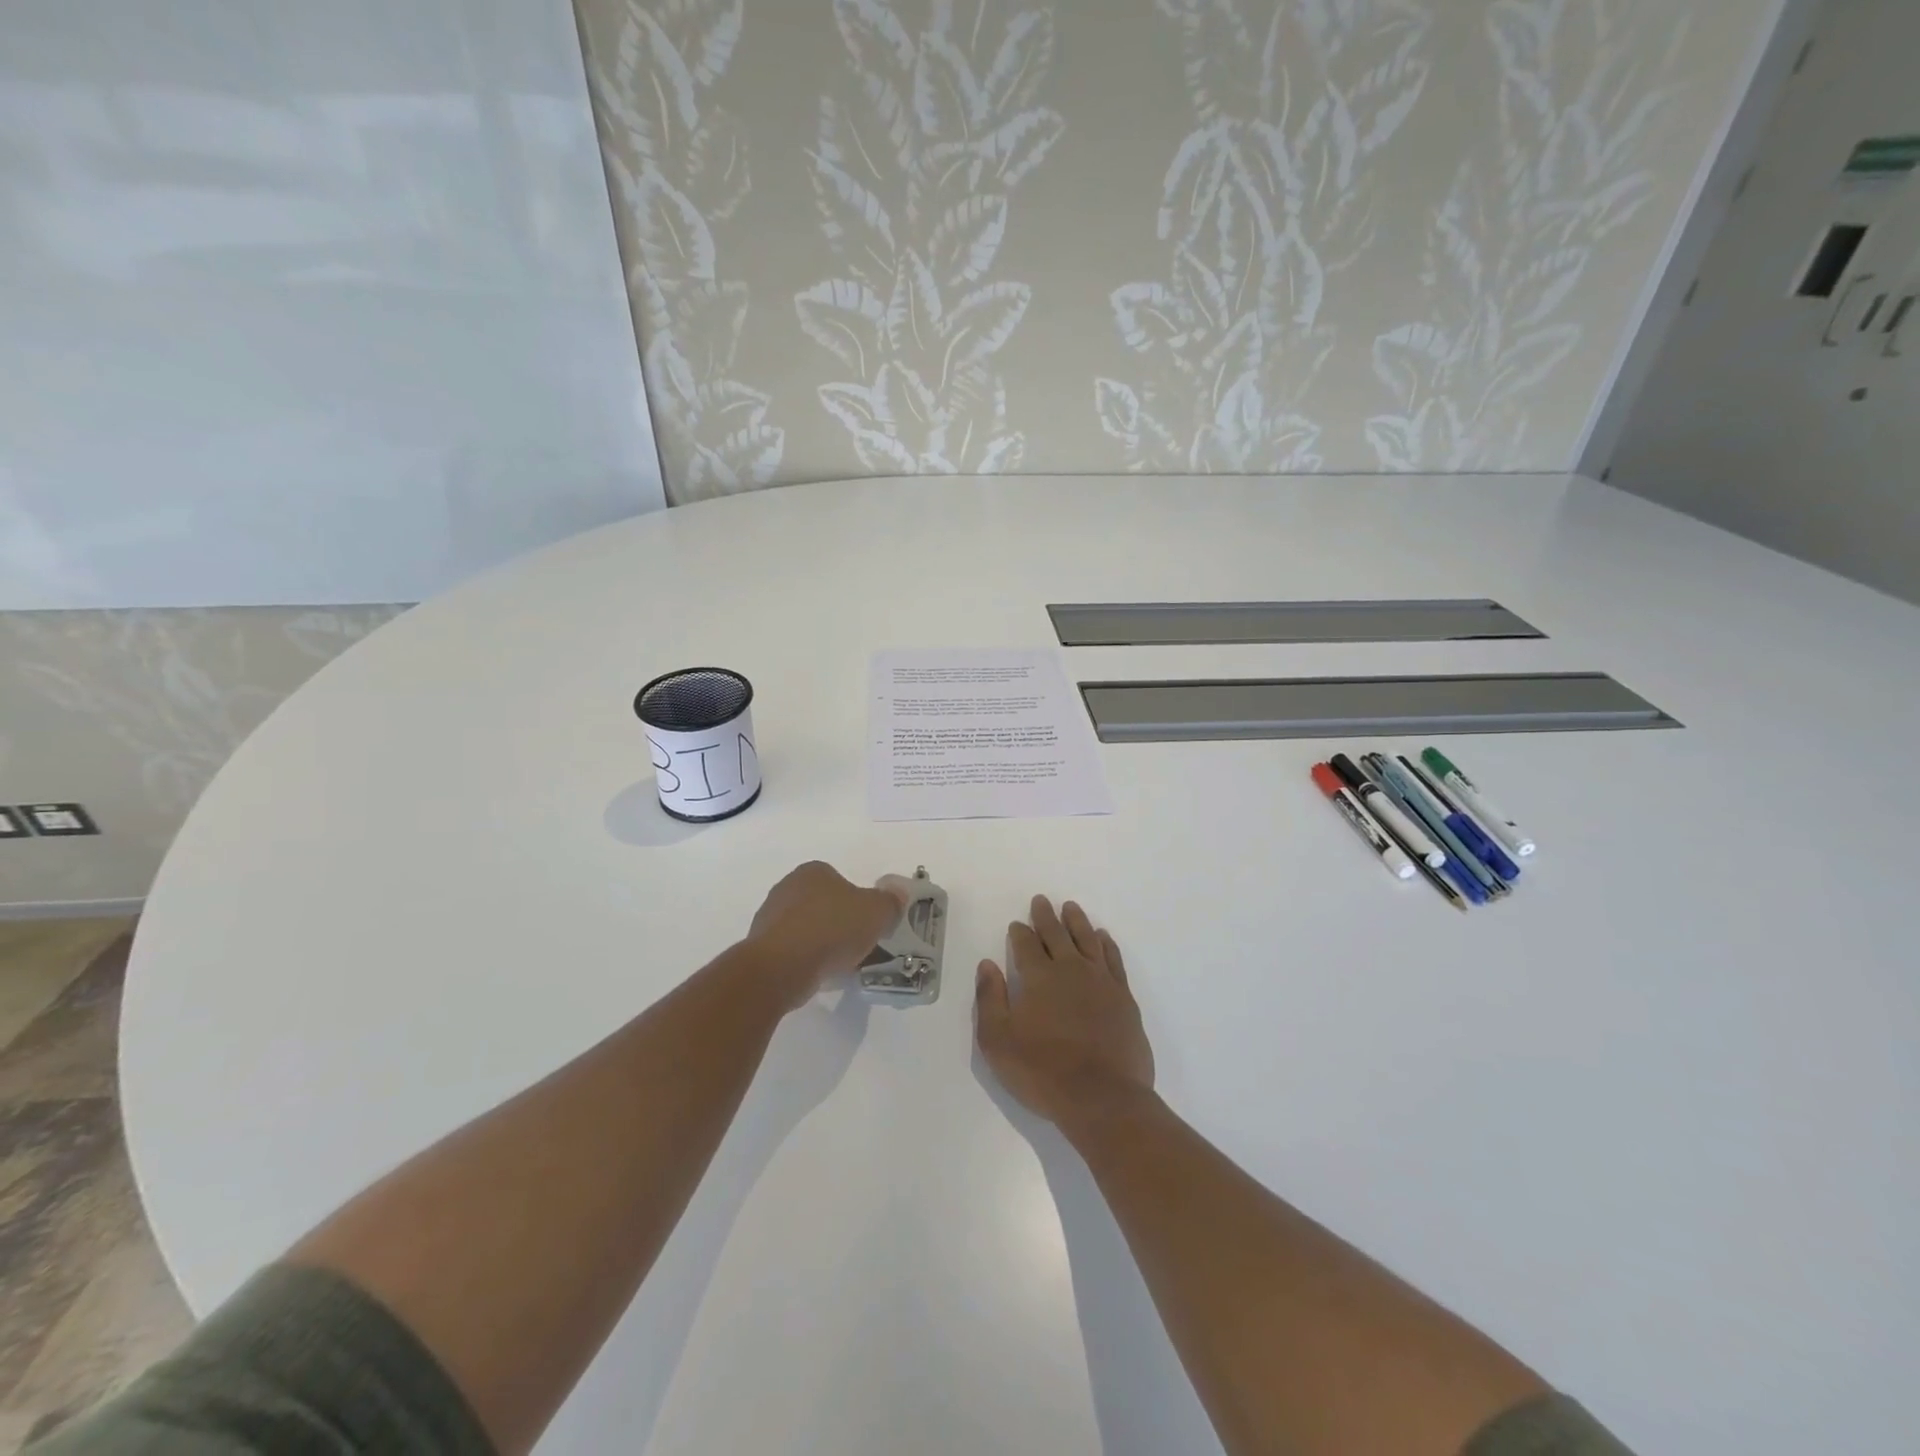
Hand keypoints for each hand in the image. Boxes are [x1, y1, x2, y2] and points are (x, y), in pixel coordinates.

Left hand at [746, 861, 908, 1004]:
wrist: (782, 967)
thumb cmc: (831, 929)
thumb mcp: (876, 912)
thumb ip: (890, 901)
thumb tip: (898, 893)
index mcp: (814, 871)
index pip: (841, 880)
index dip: (859, 902)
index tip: (870, 924)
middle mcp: (788, 887)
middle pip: (824, 904)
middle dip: (841, 922)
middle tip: (859, 944)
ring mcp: (770, 917)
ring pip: (808, 928)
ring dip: (823, 943)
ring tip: (842, 965)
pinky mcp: (761, 947)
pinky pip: (794, 950)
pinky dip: (807, 959)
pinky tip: (820, 974)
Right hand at [975, 897, 1154, 1139]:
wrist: (1103, 1098)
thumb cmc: (1043, 1072)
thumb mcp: (998, 1041)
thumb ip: (990, 999)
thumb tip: (987, 965)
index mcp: (1039, 977)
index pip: (1026, 945)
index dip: (1020, 933)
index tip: (1017, 924)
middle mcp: (1070, 970)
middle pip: (1056, 934)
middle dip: (1046, 917)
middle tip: (1041, 901)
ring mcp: (1101, 981)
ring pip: (1087, 939)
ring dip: (1077, 921)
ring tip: (1071, 908)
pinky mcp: (1124, 998)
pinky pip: (1113, 959)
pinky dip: (1106, 944)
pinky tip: (1103, 937)